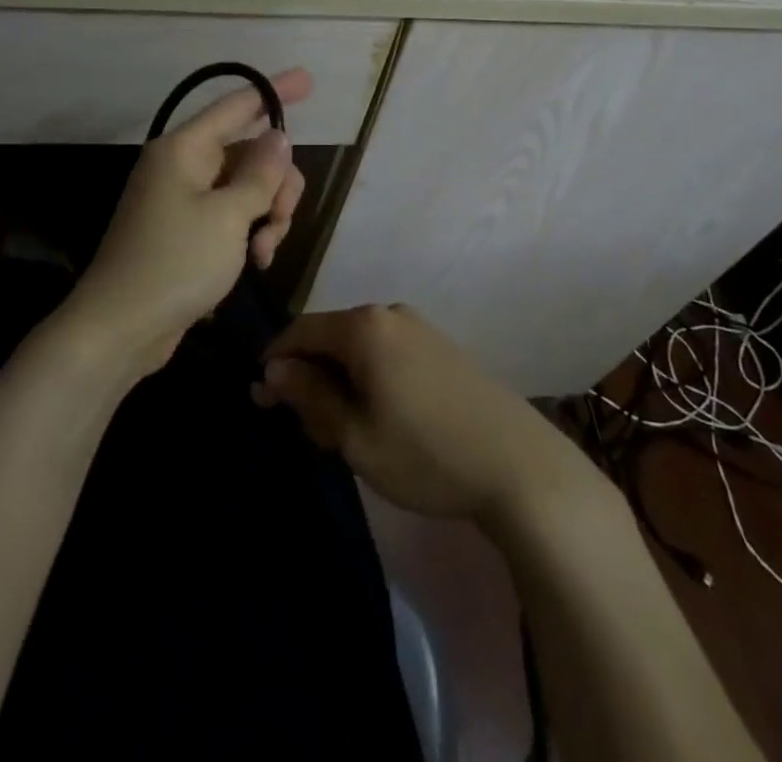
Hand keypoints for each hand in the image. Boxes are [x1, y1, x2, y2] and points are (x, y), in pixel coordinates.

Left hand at [65, 69, 311, 377]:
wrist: (120, 329)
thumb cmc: (175, 263)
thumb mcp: (229, 216)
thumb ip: (260, 174)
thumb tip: (277, 136)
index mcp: (184, 149)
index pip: (237, 106)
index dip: (274, 91)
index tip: (308, 78)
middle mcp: (182, 166)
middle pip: (249, 153)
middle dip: (277, 184)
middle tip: (281, 219)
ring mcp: (182, 199)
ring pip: (246, 188)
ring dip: (267, 215)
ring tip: (263, 252)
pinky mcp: (186, 231)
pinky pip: (231, 215)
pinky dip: (249, 233)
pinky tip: (256, 262)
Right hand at [255, 304, 599, 528]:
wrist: (519, 467)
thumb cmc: (425, 454)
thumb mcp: (354, 435)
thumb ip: (309, 396)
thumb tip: (274, 370)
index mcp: (363, 327)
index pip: (299, 331)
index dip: (275, 363)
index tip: (262, 401)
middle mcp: (389, 313)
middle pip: (330, 337)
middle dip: (309, 377)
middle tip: (308, 429)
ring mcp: (419, 327)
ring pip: (359, 347)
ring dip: (340, 381)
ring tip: (343, 430)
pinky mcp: (441, 347)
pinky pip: (386, 352)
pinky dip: (369, 378)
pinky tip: (379, 416)